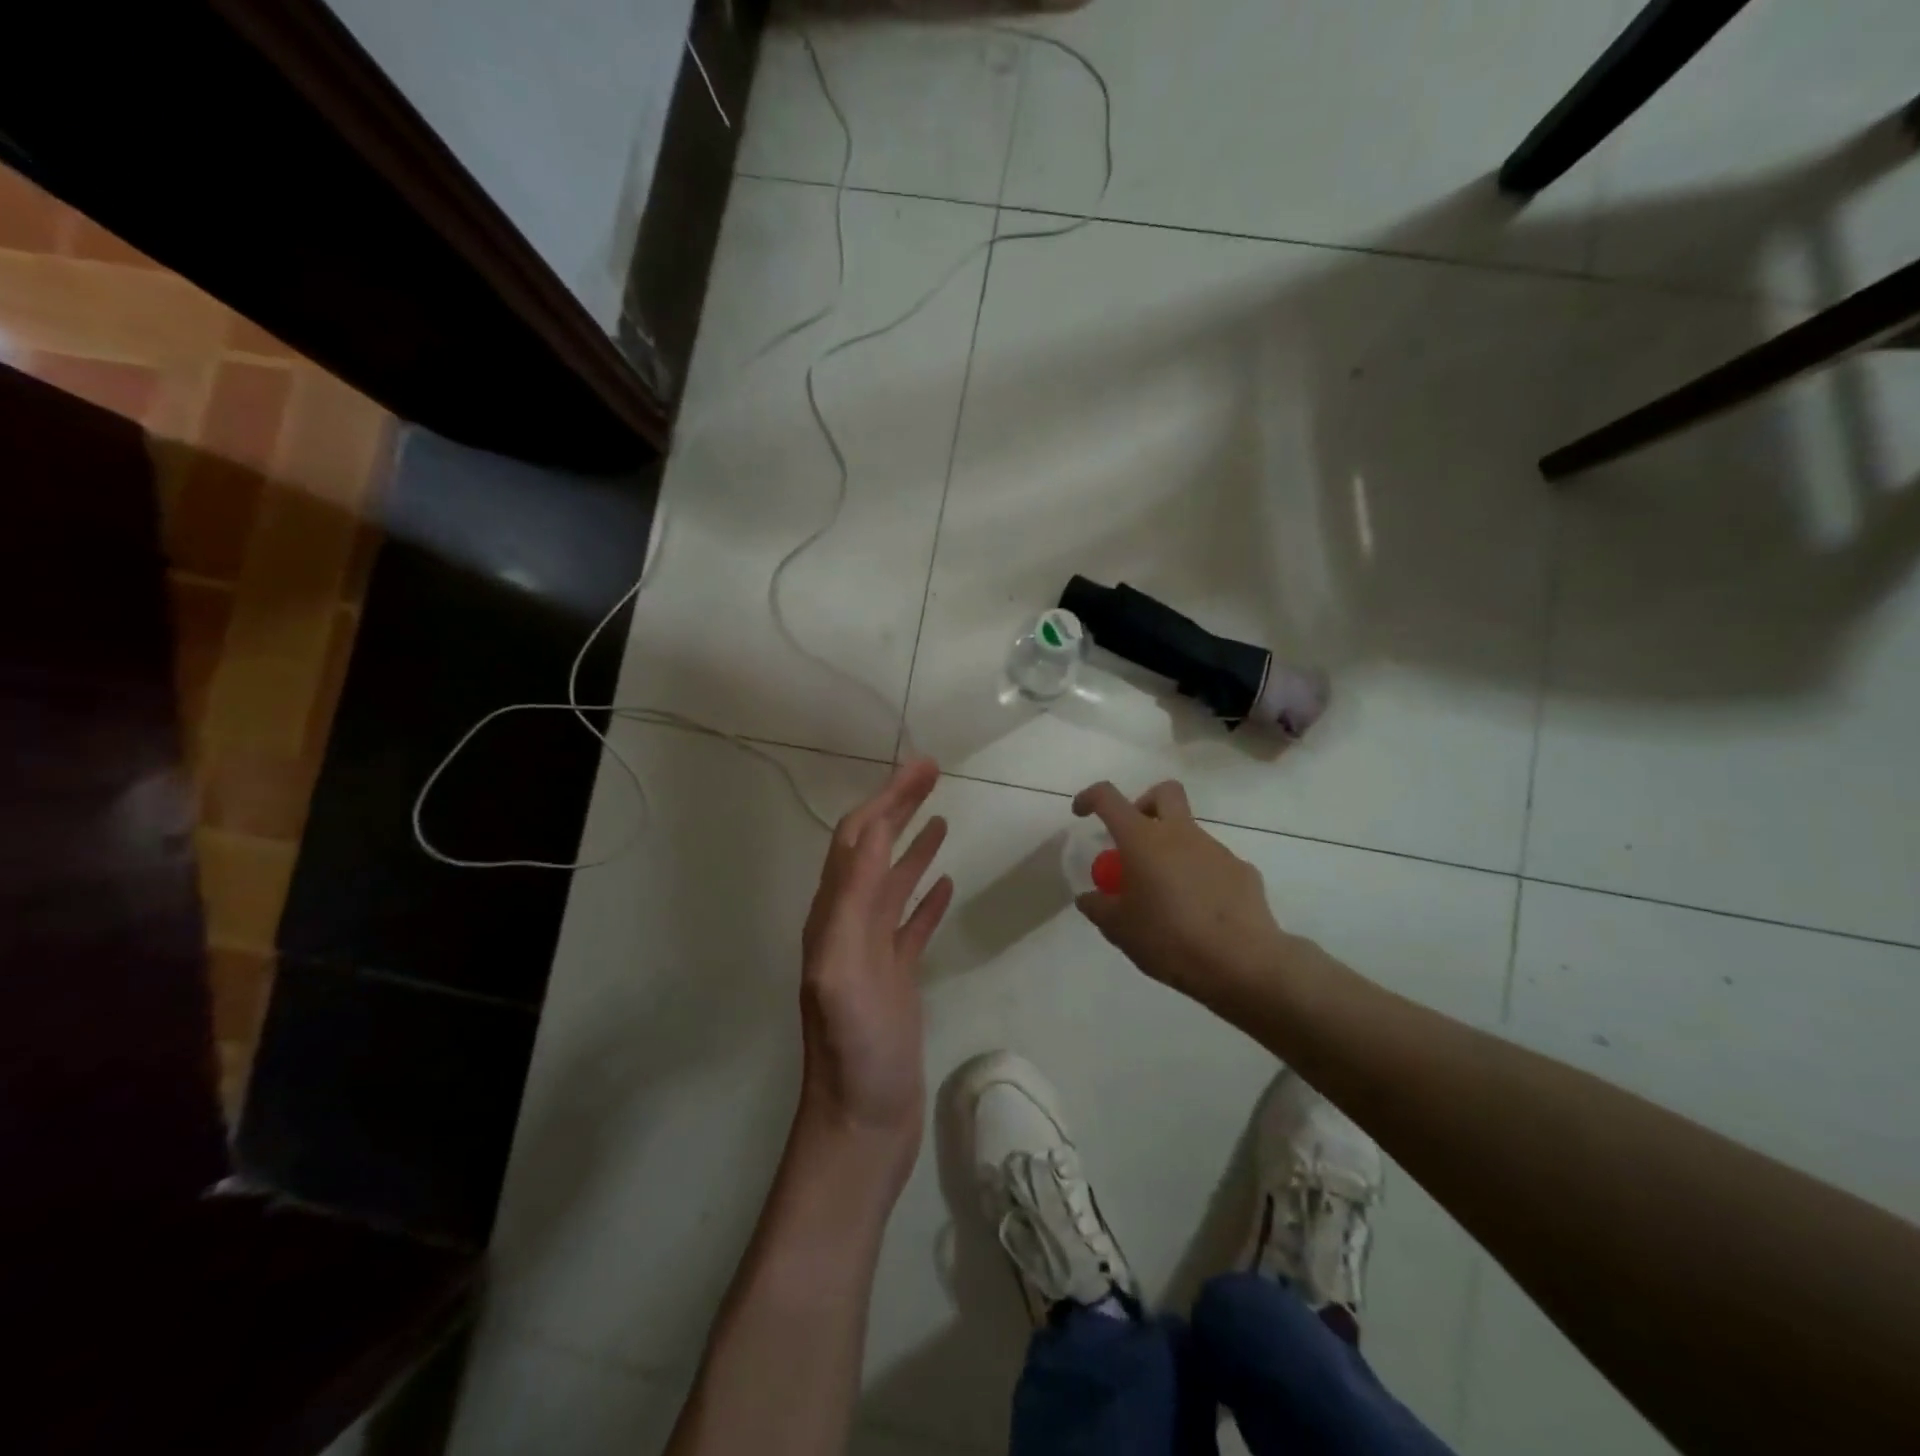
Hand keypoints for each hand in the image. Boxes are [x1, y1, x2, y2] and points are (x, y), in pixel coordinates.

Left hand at [797, 757, 953, 1177]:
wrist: (862, 1122)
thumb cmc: (854, 1050)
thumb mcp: (844, 970)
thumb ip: (853, 901)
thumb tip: (872, 833)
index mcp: (833, 915)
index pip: (858, 838)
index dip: (886, 798)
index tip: (921, 767)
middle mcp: (848, 923)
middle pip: (874, 849)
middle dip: (900, 807)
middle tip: (933, 775)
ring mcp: (873, 950)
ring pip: (893, 882)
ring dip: (913, 844)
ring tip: (941, 817)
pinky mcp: (895, 975)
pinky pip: (911, 922)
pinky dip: (926, 895)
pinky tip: (944, 881)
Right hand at [1071, 779, 1287, 1006]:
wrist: (1241, 963)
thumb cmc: (1169, 939)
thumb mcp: (1119, 929)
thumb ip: (1098, 907)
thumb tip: (1089, 897)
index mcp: (1143, 840)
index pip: (1109, 798)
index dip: (1090, 798)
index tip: (1081, 813)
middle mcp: (1181, 833)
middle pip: (1164, 792)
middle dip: (1145, 804)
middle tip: (1134, 839)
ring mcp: (1216, 850)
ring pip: (1190, 833)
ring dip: (1173, 851)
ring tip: (1167, 897)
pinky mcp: (1242, 871)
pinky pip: (1213, 864)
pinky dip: (1200, 878)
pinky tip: (1200, 914)